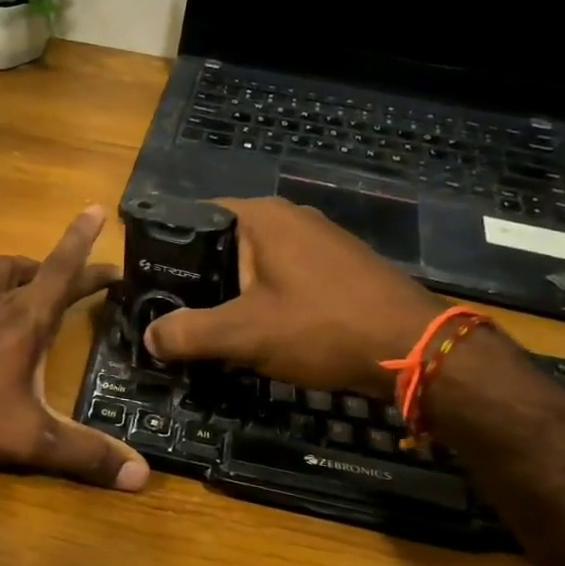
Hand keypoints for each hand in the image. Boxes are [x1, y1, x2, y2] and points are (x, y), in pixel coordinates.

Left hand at [0, 206, 148, 490]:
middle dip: (58, 265)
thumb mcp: (31, 440)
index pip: (62, 270)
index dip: (82, 242)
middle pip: (31, 270)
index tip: (95, 212)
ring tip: (27, 274)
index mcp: (25, 321)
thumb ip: (85, 454)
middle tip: (76, 276)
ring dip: (14, 268)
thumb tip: (142, 475)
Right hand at [143, 196, 446, 396]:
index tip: (150, 285)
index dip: (168, 251)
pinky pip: (284, 279)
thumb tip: (148, 337)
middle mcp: (290, 218)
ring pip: (254, 266)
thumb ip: (188, 333)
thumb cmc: (321, 326)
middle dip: (198, 281)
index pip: (195, 217)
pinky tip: (259, 333)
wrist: (416, 349)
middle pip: (223, 244)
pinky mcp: (338, 268)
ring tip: (209, 329)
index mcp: (261, 217)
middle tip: (173, 315)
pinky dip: (264, 302)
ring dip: (232, 296)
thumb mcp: (243, 334)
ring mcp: (319, 241)